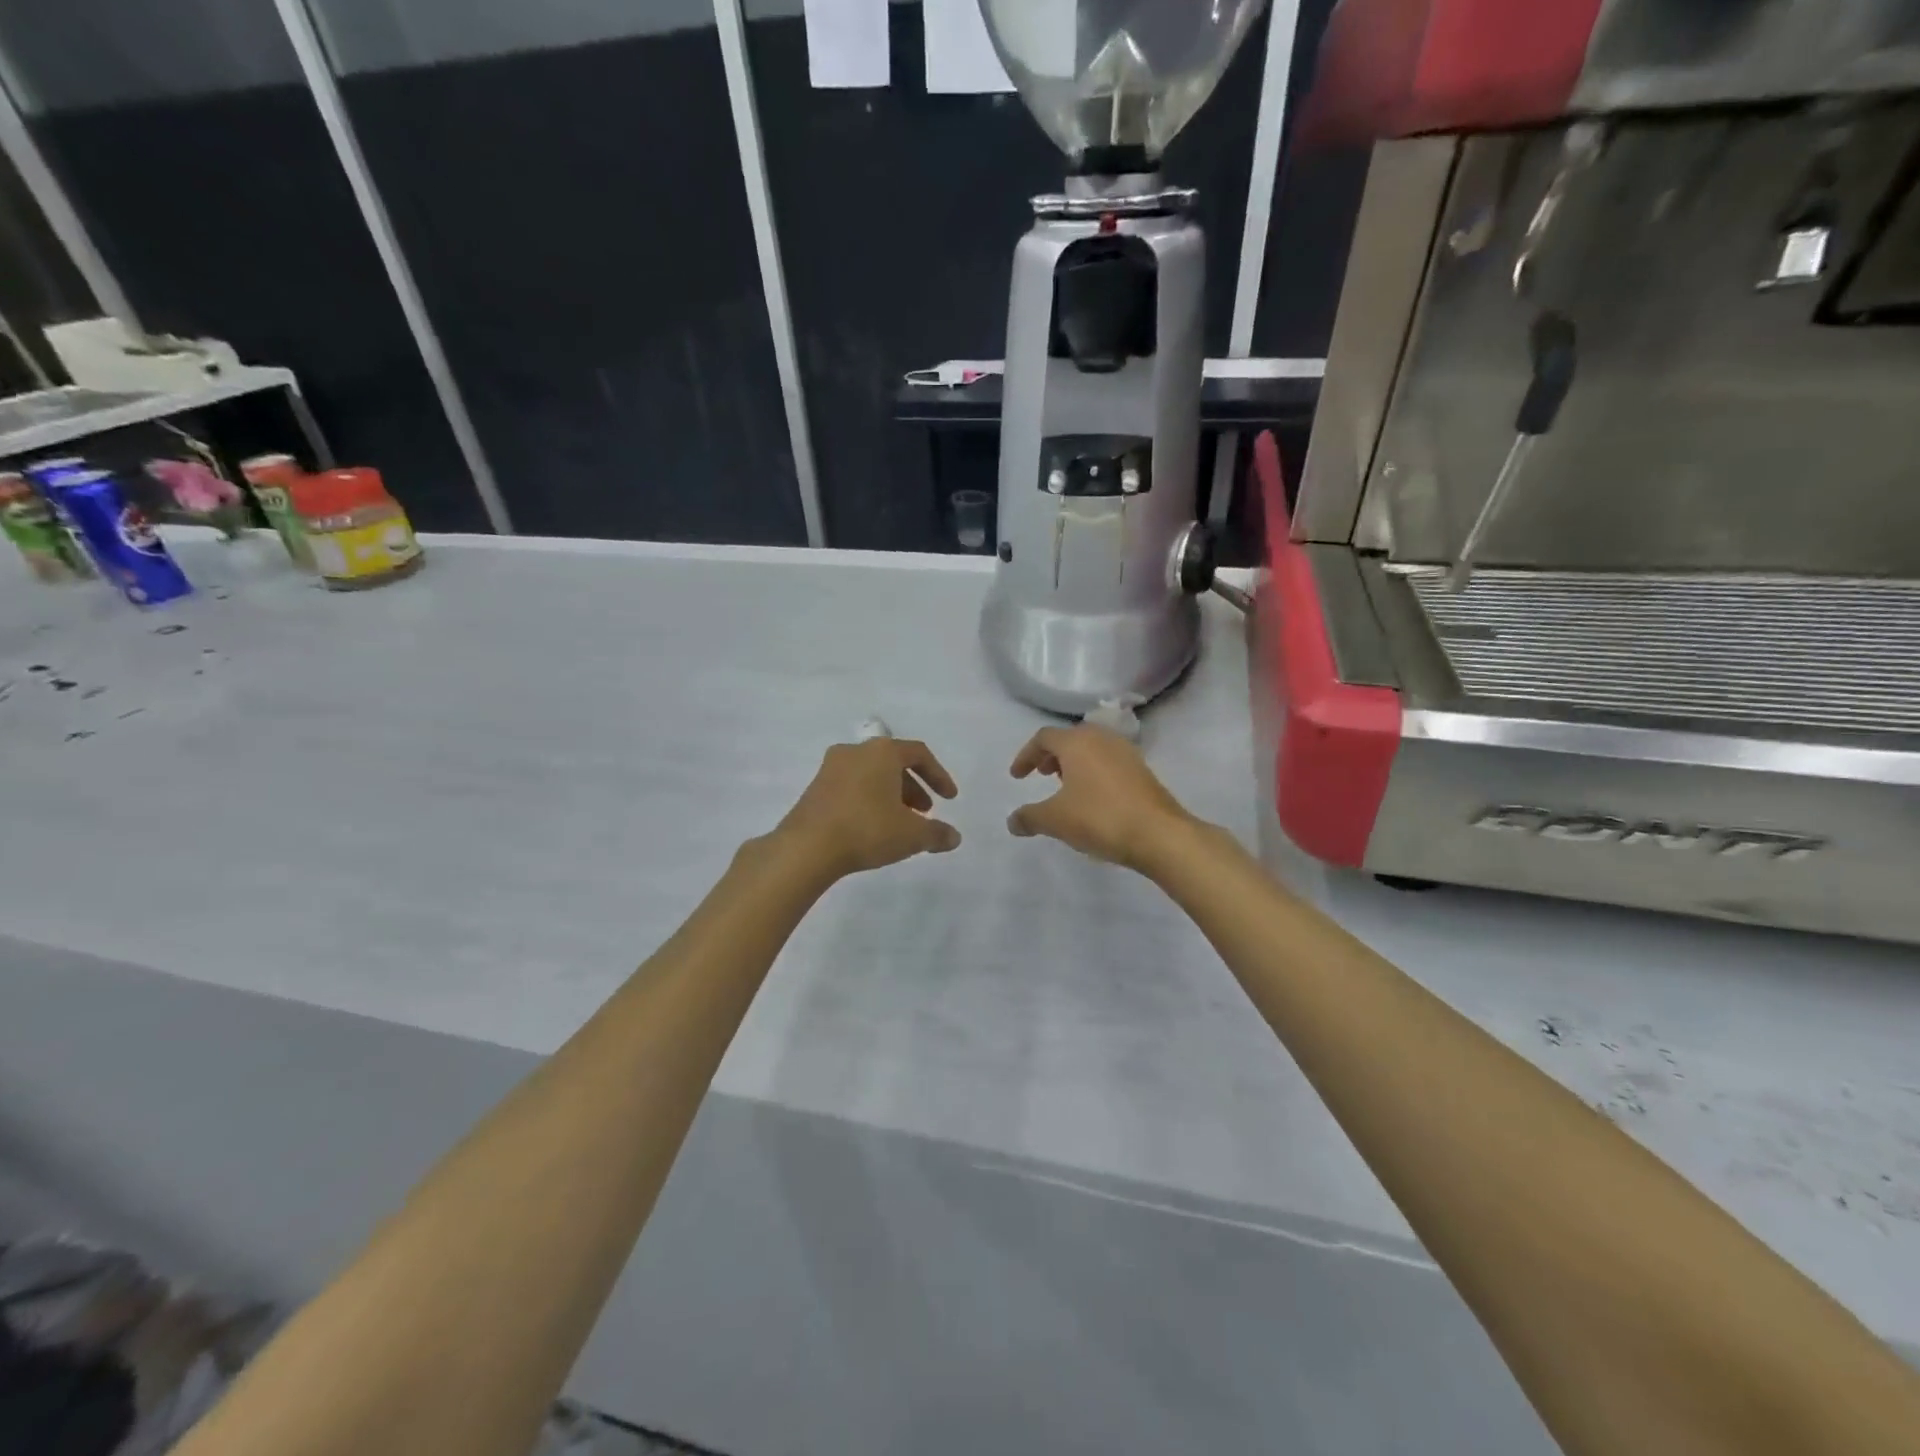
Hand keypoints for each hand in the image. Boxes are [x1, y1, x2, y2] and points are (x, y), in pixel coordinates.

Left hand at [776, 738, 960, 878]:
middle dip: (913, 788)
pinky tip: (872, 828)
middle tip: (924, 813)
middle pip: (893, 763)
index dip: (939, 776)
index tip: (949, 800)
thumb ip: (937, 833)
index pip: (919, 753)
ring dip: (891, 795)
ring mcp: (830, 768)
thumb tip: (954, 837)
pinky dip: (868, 800)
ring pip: (871, 775)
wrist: (806, 847)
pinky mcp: (814, 788)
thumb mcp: (911, 835)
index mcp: (882, 751)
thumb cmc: (867, 829)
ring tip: (900, 824)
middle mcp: (855, 751)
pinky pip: (851, 787)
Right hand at [1006, 726, 1193, 871]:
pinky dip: (1093, 772)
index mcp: (1077, 742)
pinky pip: (1108, 762)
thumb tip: (1012, 822)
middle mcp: (1101, 739)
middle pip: (1069, 738)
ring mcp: (1126, 752)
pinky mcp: (1142, 769)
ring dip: (1074, 764)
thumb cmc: (1100, 818)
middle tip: (1041, 775)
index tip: (1017, 776)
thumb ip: (1029, 817)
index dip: (1026, 755)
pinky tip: (1092, 798)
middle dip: (1051, 756)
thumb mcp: (1055, 820)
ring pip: (1091, 749)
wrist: (1159, 834)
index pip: (1044, 738)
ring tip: (1065, 788)